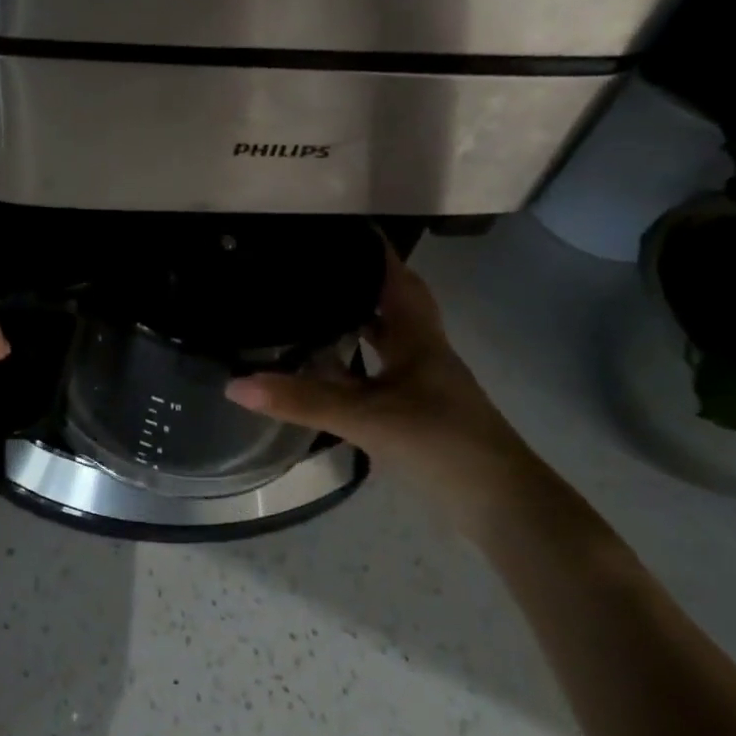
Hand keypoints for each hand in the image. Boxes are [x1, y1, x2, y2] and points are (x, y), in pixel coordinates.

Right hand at [224, 240, 565, 540]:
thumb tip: (236, 384)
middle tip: (310, 268)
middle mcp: (421, 353)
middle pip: (389, 305)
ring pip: (382, 342)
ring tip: (305, 310)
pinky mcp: (413, 414)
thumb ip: (304, 400)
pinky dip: (349, 369)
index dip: (372, 250)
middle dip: (356, 283)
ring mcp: (419, 386)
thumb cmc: (442, 444)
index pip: (396, 278)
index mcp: (418, 338)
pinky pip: (374, 376)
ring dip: (351, 325)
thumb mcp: (368, 418)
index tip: (337, 228)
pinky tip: (322, 373)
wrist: (499, 507)